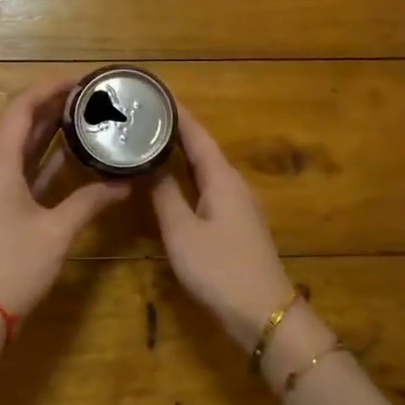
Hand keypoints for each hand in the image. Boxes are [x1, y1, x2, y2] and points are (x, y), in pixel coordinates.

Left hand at [0, 76, 129, 319]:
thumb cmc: (13, 267)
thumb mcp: (57, 232)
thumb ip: (91, 202)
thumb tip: (125, 184)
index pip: (21, 107)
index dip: (50, 87)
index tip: (82, 79)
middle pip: (18, 124)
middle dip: (52, 106)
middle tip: (90, 97)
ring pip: (17, 149)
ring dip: (47, 133)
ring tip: (84, 118)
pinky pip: (16, 173)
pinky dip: (41, 162)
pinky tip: (68, 159)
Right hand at [152, 106, 295, 348]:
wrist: (263, 312)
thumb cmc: (220, 268)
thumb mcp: (182, 232)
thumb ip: (164, 195)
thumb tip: (149, 164)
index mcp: (222, 178)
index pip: (197, 134)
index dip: (177, 112)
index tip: (154, 92)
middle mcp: (234, 184)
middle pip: (203, 148)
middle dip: (175, 131)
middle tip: (142, 118)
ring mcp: (239, 205)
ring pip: (206, 170)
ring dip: (180, 155)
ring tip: (149, 144)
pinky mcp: (237, 224)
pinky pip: (209, 188)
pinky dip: (188, 179)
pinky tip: (171, 185)